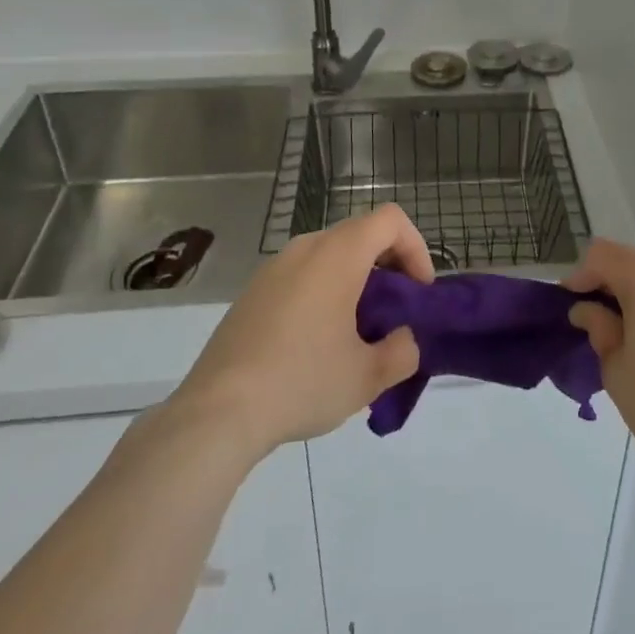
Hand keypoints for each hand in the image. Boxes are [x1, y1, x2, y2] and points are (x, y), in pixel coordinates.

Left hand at [168, 204, 433, 458]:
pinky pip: (301, 276)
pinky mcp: (251, 293)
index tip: (418, 293)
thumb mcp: (367, 377)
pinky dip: (323, 292)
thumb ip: (402, 352)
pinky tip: (315, 344)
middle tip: (395, 313)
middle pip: (360, 234)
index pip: (390, 220)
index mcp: (338, 254)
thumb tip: (403, 341)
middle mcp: (305, 248)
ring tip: (357, 332)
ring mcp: (273, 268)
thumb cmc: (302, 382)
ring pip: (329, 255)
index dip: (415, 248)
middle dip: (388, 267)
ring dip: (354, 281)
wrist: (217, 413)